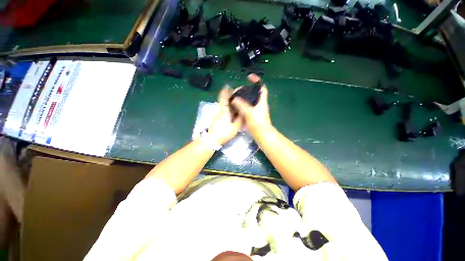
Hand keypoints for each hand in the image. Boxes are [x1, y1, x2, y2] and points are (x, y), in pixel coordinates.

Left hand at [208, 86, 241, 144]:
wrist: (211, 140)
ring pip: (225, 107)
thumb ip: (240, 120)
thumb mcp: (235, 127)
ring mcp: (218, 116)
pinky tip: (234, 113)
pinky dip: (229, 110)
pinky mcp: (218, 120)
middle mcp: (221, 111)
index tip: (228, 85)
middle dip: (231, 97)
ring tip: (239, 104)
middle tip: (239, 95)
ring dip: (230, 104)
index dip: (225, 91)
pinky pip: (225, 112)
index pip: (223, 98)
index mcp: (224, 111)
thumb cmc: (223, 133)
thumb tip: (243, 113)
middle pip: (225, 102)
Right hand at [231, 74, 272, 136]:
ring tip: (235, 98)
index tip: (249, 77)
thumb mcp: (249, 113)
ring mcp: (257, 111)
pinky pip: (247, 108)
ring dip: (243, 99)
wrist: (262, 135)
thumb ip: (241, 105)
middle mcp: (260, 104)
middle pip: (254, 94)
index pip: (262, 87)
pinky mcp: (254, 116)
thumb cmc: (258, 123)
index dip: (257, 80)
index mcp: (262, 101)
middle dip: (247, 90)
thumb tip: (234, 98)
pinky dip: (242, 106)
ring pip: (250, 101)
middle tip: (238, 90)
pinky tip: (236, 107)